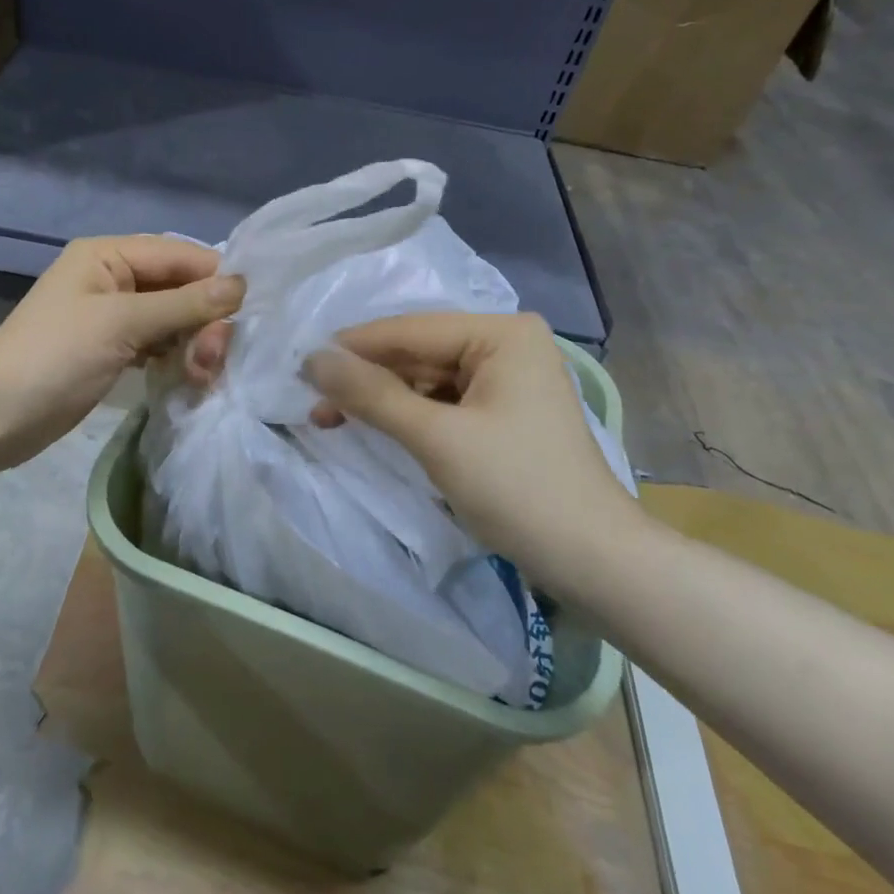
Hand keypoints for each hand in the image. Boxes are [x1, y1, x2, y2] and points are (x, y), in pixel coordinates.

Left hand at [0, 236, 243, 471]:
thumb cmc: (54, 357)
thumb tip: (241, 285)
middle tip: (214, 358)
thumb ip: (184, 305)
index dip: (215, 278)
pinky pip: (158, 343)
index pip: (179, 254)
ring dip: (194, 341)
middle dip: (203, 319)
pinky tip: (190, 377)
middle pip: (179, 287)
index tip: (247, 312)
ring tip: (202, 373)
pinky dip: (176, 357)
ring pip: (173, 318)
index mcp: (108, 255)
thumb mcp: (122, 324)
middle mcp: (113, 277)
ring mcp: (113, 316)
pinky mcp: (113, 349)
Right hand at [300, 312, 643, 566]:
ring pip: (427, 380)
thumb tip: (313, 358)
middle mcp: (507, 345)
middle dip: (367, 378)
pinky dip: (409, 417)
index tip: (300, 362)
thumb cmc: (518, 489)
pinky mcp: (504, 413)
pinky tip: (375, 427)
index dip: (353, 347)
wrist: (594, 562)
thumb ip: (372, 394)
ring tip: (331, 417)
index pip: (411, 331)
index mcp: (502, 334)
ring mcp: (508, 380)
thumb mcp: (437, 438)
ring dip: (383, 399)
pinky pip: (444, 403)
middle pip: (419, 354)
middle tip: (312, 399)